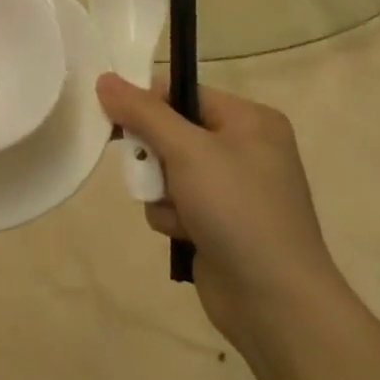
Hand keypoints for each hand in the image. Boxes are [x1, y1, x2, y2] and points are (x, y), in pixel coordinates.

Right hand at [96, 74, 339, 340]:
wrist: (275, 301)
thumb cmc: (237, 209)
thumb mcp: (187, 151)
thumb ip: (143, 112)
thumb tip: (104, 79)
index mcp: (250, 120)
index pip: (184, 93)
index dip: (149, 105)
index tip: (120, 122)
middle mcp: (245, 148)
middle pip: (172, 132)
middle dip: (154, 156)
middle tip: (148, 172)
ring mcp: (233, 188)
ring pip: (168, 171)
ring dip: (160, 191)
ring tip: (178, 213)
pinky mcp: (220, 222)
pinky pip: (176, 203)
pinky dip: (172, 216)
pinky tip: (186, 235)